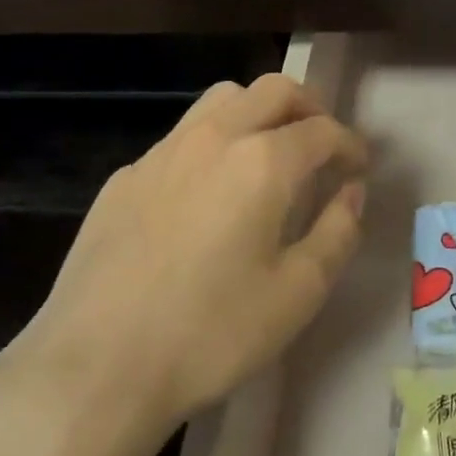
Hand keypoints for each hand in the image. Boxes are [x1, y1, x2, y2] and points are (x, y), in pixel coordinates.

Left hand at [0, 74, 367, 429]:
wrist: (96, 365)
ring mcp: (162, 152)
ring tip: (268, 155)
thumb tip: (350, 191)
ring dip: (258, 113)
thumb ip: (337, 232)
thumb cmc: (211, 333)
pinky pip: (181, 137)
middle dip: (309, 108)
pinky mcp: (125, 177)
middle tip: (322, 146)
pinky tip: (206, 195)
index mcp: (263, 161)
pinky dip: (212, 145)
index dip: (350, 144)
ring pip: (222, 100)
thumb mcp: (297, 293)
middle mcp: (214, 138)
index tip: (359, 167)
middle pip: (273, 90)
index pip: (322, 130)